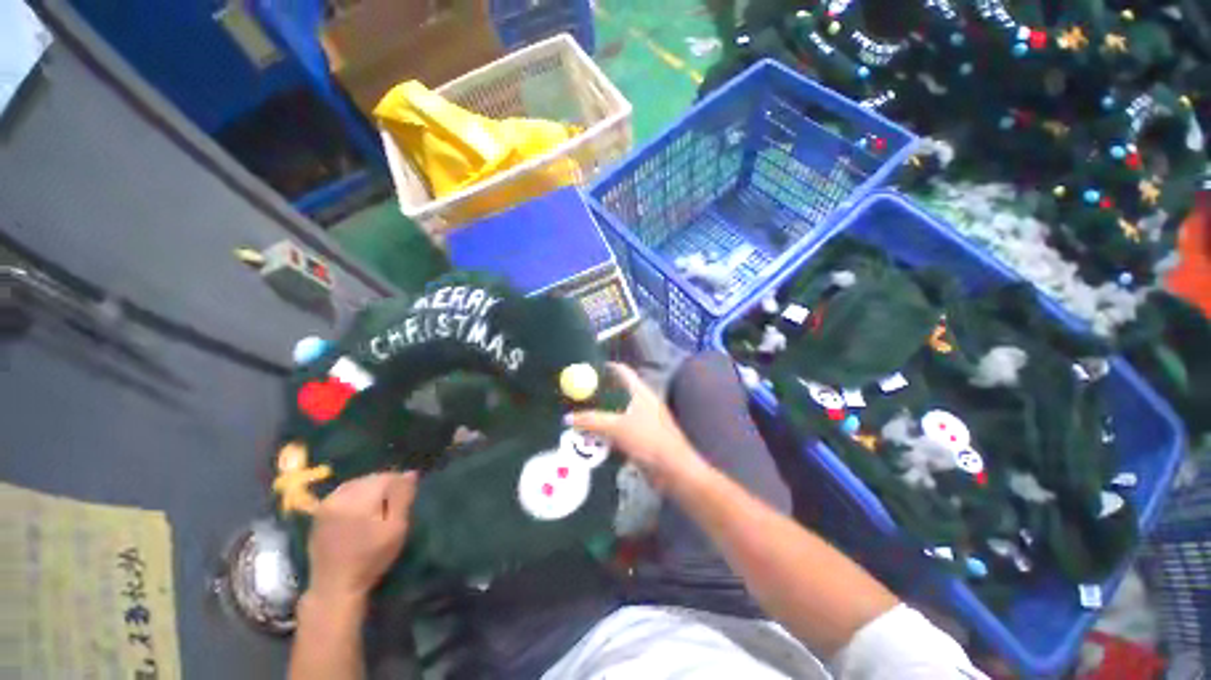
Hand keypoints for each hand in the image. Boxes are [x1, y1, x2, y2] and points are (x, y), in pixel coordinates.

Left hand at [305, 471, 417, 606]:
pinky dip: (356, 495)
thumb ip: (403, 498)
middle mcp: (341, 496)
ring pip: (357, 483)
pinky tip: (361, 509)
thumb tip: (411, 473)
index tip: (407, 496)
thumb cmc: (371, 558)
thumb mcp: (396, 528)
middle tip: (394, 502)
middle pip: (371, 478)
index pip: (387, 477)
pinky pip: (343, 492)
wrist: (335, 585)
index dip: (401, 483)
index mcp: (360, 499)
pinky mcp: (319, 512)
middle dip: (385, 484)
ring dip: (370, 489)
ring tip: (378, 505)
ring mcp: (326, 503)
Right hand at [568, 363, 706, 488]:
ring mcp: (642, 419)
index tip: (584, 372)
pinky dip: (606, 430)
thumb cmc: (647, 440)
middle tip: (576, 398)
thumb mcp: (616, 428)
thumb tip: (568, 418)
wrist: (673, 469)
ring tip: (580, 418)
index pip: (621, 371)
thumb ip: (591, 421)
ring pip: (616, 411)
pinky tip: (593, 438)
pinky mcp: (641, 436)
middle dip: (596, 395)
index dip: (603, 369)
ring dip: (600, 415)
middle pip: (616, 391)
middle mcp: (641, 401)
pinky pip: (619, 428)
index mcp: (639, 391)